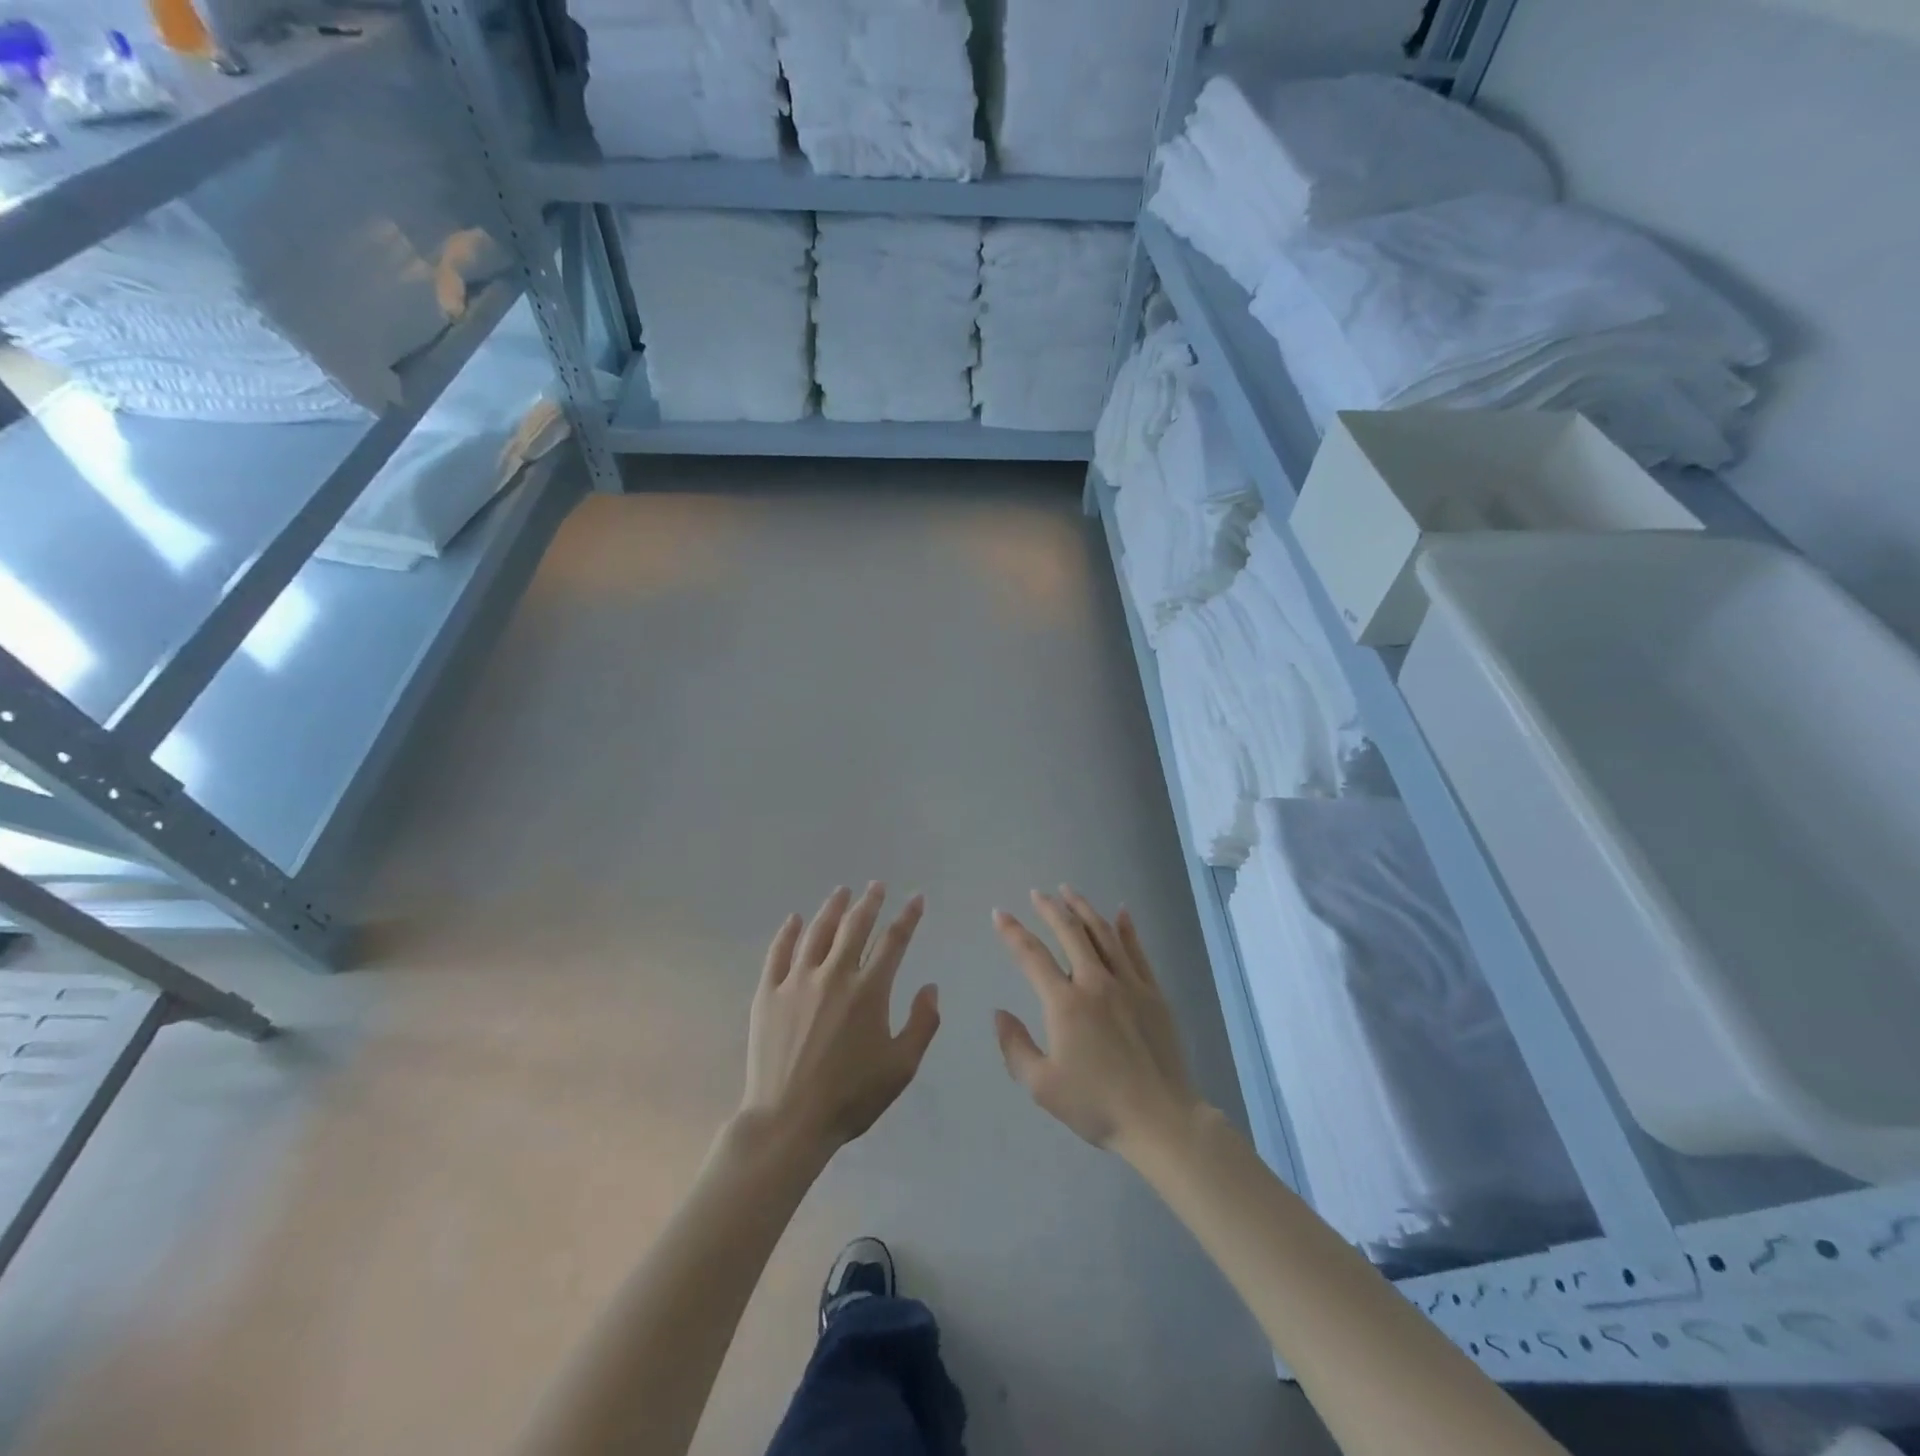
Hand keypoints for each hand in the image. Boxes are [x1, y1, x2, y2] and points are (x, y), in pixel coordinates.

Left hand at [740, 884, 939, 1162]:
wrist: (789, 1120)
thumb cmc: (851, 1097)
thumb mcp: (901, 1067)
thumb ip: (922, 1024)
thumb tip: (930, 987)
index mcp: (869, 991)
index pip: (894, 941)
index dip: (908, 917)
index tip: (916, 898)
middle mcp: (834, 975)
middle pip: (855, 927)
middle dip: (869, 902)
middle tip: (876, 885)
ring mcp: (797, 981)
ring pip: (817, 932)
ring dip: (832, 908)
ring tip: (842, 892)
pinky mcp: (768, 994)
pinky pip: (779, 953)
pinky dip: (789, 932)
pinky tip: (795, 919)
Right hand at [992, 888, 1204, 1155]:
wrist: (1160, 1120)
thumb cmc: (1097, 1105)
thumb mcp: (1042, 1086)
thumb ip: (1015, 1047)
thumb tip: (999, 1013)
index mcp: (1065, 1003)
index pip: (1032, 956)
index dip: (1012, 932)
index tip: (999, 913)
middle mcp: (1095, 982)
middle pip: (1070, 932)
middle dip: (1050, 908)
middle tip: (1037, 893)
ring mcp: (1129, 984)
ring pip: (1103, 933)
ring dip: (1084, 909)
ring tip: (1069, 892)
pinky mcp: (1153, 993)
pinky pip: (1137, 951)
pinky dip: (1127, 928)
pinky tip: (1121, 912)